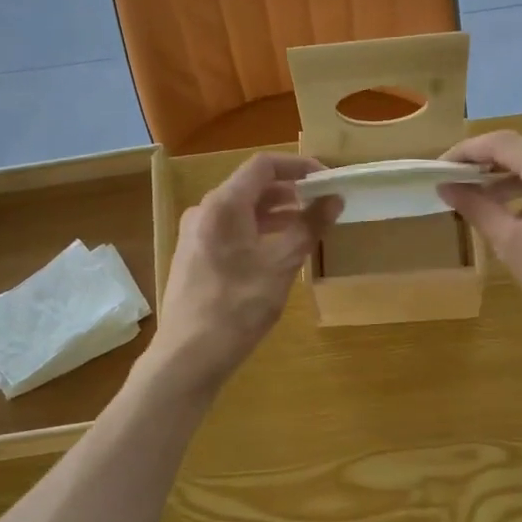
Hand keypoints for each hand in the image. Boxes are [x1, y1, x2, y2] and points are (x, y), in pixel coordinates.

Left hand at [152, 153, 340, 390]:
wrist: (188, 356)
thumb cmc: (237, 308)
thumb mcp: (280, 267)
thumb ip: (308, 228)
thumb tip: (334, 199)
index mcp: (223, 205)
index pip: (264, 166)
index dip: (299, 167)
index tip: (328, 180)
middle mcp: (204, 211)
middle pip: (251, 186)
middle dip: (289, 192)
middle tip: (323, 204)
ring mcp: (195, 234)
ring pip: (240, 211)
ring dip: (275, 214)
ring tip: (307, 227)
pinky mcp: (194, 257)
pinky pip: (230, 230)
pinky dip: (257, 231)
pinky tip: (277, 251)